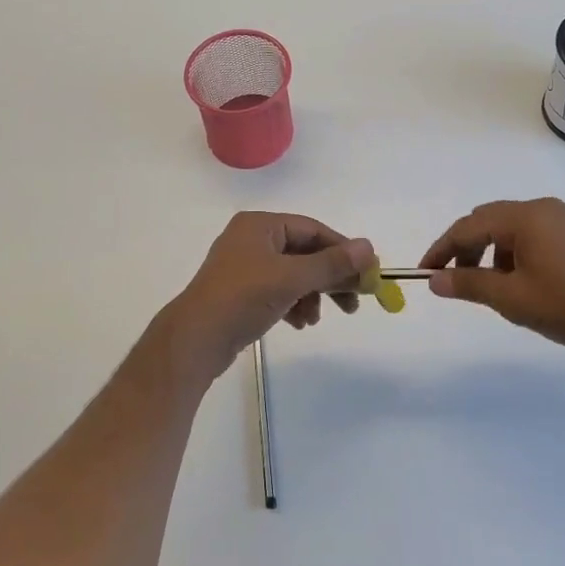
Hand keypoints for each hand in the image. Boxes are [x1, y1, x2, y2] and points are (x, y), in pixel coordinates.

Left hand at [162, 213, 375, 382]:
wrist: (195, 340)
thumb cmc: (243, 298)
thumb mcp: (292, 279)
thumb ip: (331, 264)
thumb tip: (369, 248)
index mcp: (260, 225)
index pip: (312, 230)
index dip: (342, 251)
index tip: (367, 274)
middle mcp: (251, 239)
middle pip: (304, 252)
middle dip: (328, 278)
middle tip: (353, 302)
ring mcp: (244, 266)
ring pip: (292, 274)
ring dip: (311, 295)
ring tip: (314, 319)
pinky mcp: (240, 291)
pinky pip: (277, 290)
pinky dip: (293, 304)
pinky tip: (299, 323)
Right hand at [419, 198, 564, 359]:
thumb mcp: (513, 299)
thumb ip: (469, 285)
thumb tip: (434, 280)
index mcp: (525, 217)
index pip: (468, 226)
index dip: (442, 249)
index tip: (426, 273)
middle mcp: (543, 208)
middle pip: (489, 220)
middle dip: (467, 248)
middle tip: (458, 280)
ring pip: (512, 228)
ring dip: (493, 252)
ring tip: (496, 288)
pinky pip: (535, 234)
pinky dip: (517, 252)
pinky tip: (527, 282)